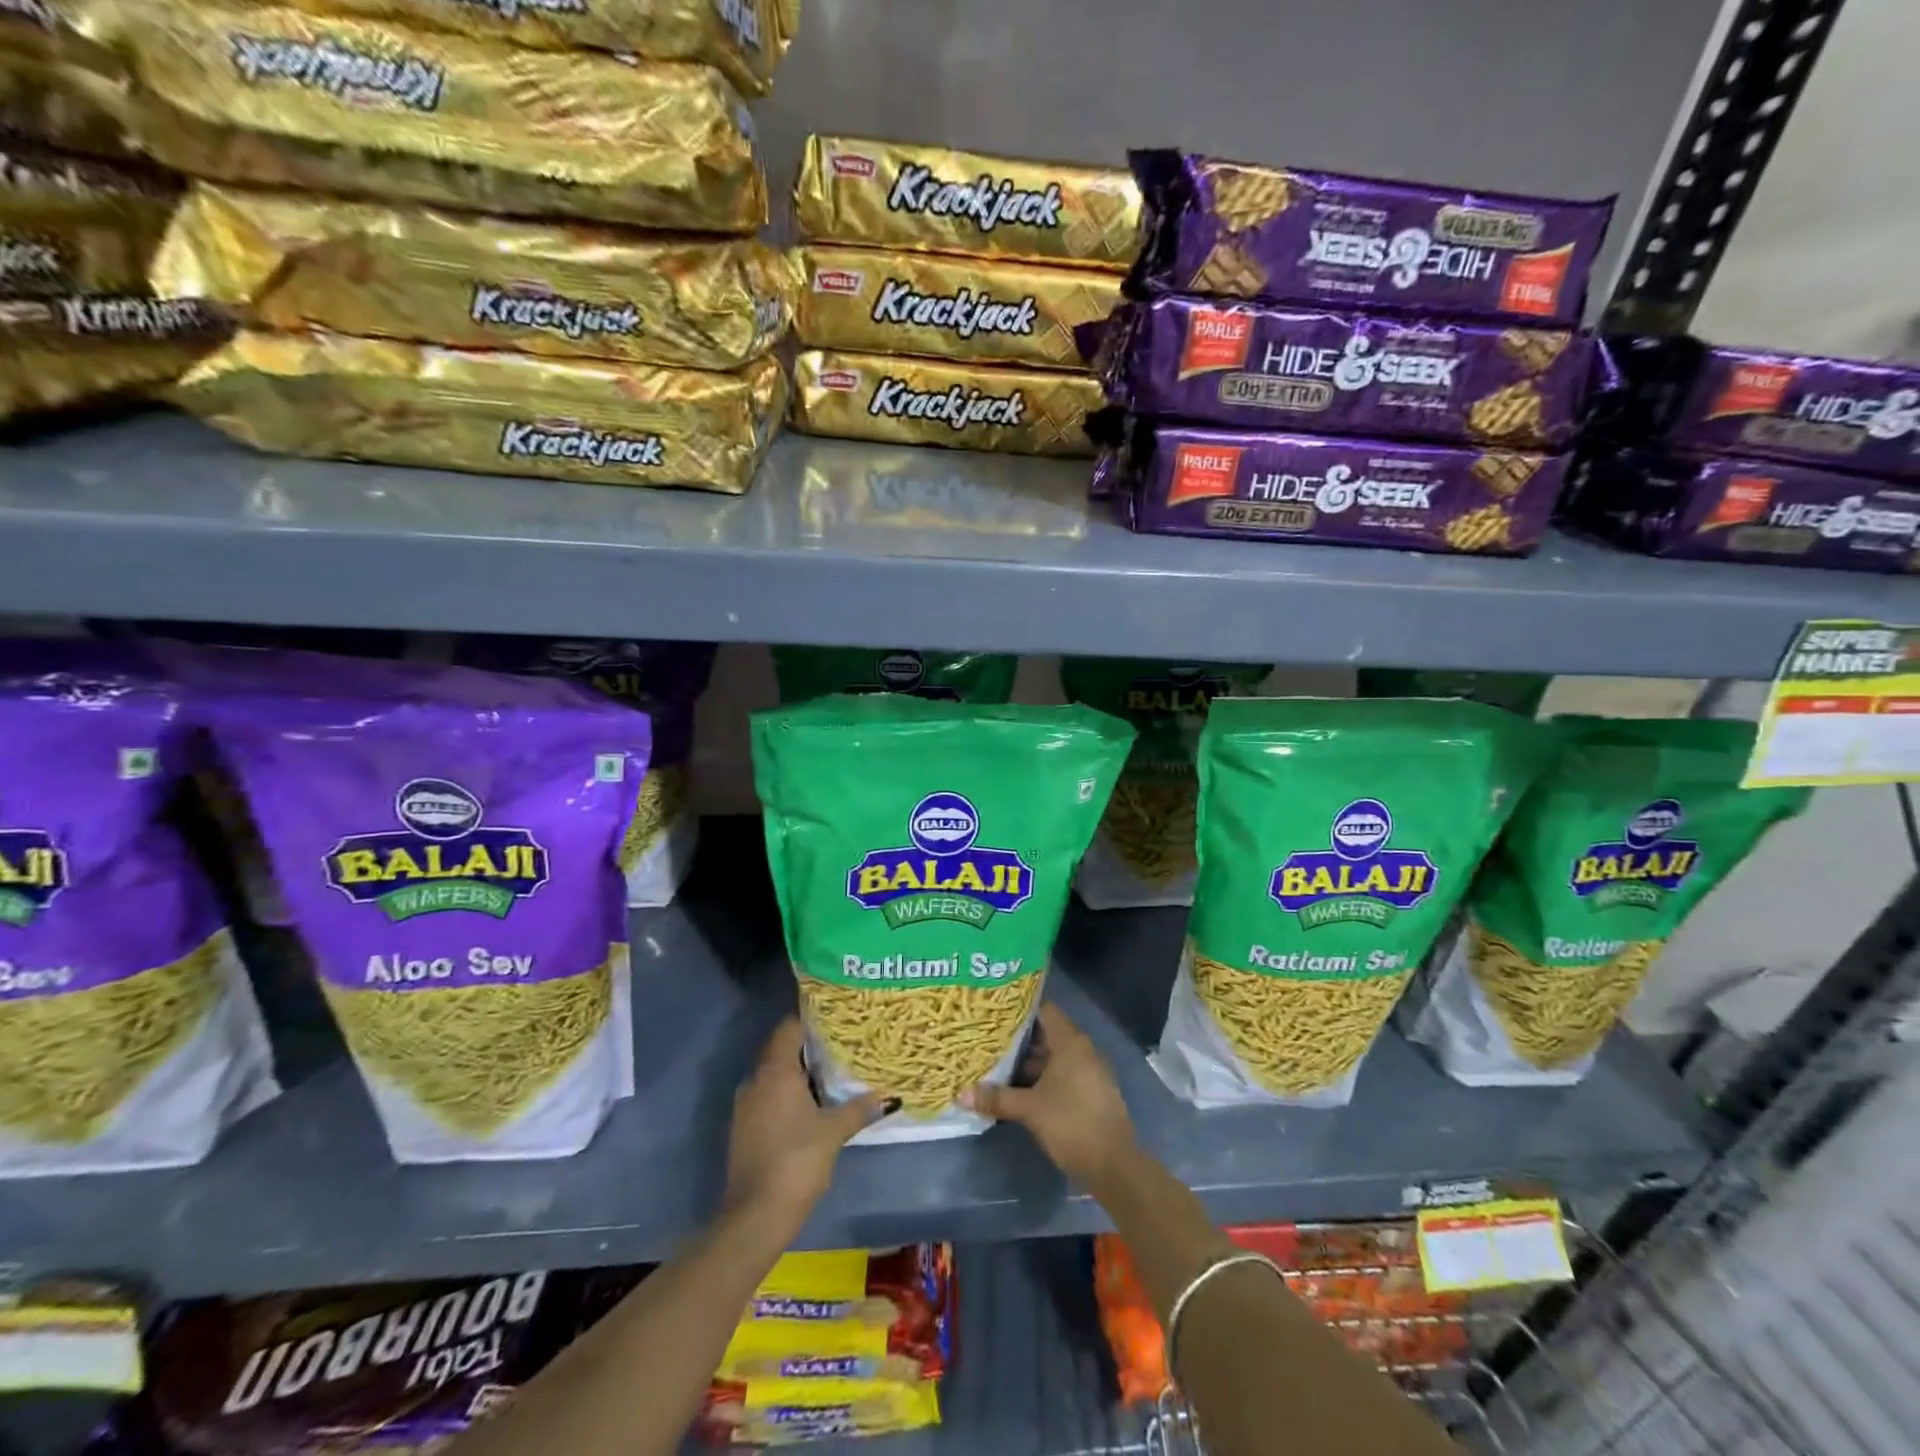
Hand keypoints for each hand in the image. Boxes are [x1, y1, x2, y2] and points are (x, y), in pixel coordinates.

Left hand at [724, 1017, 892, 1235]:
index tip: (835, 1018)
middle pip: (781, 1049)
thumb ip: (859, 1108)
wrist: (755, 1215)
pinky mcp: (745, 1128)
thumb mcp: (834, 1132)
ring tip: (832, 1072)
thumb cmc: (796, 1160)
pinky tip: (812, 1104)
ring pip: (774, 1074)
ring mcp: (746, 1105)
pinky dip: (787, 1093)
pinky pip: (768, 1096)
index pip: (789, 1028)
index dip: (811, 1019)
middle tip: (841, 1043)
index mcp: (775, 1071)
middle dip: (809, 1046)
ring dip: (799, 1072)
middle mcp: (756, 1080)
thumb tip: (889, 1095)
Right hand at [961, 1003, 1136, 1186]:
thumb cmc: (1071, 1124)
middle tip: (990, 1040)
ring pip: (1055, 1057)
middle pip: (1047, 1034)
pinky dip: (1044, 1078)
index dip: (1021, 1009)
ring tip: (999, 1065)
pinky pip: (1064, 1074)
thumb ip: (997, 1098)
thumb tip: (961, 1094)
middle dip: (1020, 1039)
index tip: (997, 1011)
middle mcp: (1082, 1050)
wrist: (1114, 1165)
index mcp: (1070, 1043)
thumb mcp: (1029, 1110)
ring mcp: (1090, 1071)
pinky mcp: (1091, 1092)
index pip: (1045, 1010)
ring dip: (1030, 1062)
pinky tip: (1021, 1089)